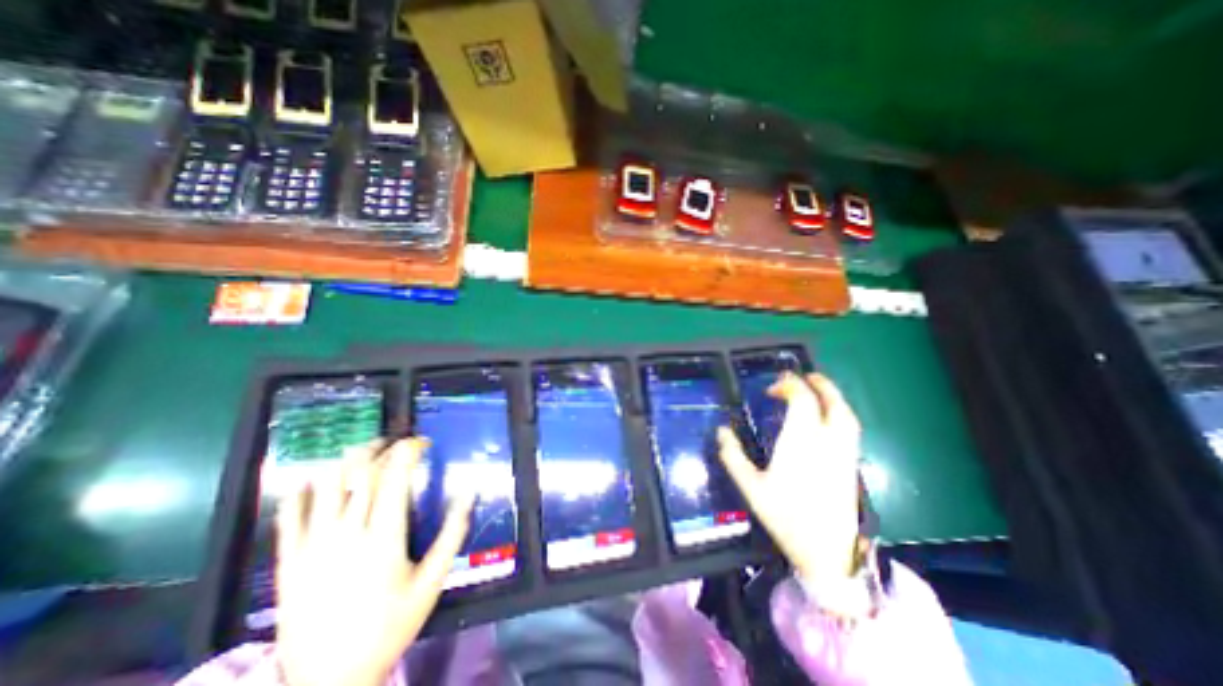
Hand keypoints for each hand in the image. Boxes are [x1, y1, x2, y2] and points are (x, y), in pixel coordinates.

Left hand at [275, 436, 475, 684]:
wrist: (326, 682)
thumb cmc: (389, 626)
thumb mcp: (432, 581)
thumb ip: (453, 534)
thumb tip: (469, 493)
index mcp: (384, 536)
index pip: (395, 476)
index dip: (408, 451)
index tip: (421, 442)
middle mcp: (348, 533)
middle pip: (362, 473)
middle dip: (382, 448)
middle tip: (396, 444)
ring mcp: (313, 546)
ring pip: (327, 485)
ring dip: (347, 461)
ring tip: (364, 453)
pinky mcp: (287, 561)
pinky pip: (288, 516)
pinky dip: (301, 491)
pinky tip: (315, 480)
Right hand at [718, 376, 856, 584]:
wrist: (826, 553)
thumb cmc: (785, 517)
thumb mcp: (750, 487)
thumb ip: (733, 456)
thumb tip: (721, 431)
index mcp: (800, 443)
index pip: (802, 401)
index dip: (789, 386)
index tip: (773, 387)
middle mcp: (827, 442)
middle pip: (830, 402)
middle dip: (817, 384)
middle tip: (802, 376)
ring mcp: (843, 453)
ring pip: (846, 414)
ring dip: (832, 396)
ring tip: (817, 389)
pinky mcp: (852, 464)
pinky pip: (850, 427)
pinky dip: (840, 412)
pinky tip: (827, 416)